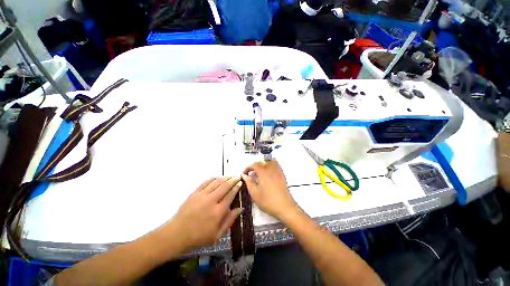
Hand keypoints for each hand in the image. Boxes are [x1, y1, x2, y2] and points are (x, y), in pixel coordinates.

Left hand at [164, 177, 242, 249]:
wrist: (177, 234)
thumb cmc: (199, 236)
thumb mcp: (217, 234)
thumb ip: (230, 220)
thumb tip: (241, 209)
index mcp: (218, 211)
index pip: (230, 195)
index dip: (236, 187)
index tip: (240, 183)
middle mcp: (212, 200)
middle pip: (225, 186)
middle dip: (233, 180)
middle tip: (237, 176)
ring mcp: (202, 195)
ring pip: (216, 182)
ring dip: (224, 178)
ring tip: (229, 176)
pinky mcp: (194, 193)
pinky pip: (205, 182)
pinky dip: (212, 179)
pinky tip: (216, 177)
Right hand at [242, 160, 299, 220]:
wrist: (285, 207)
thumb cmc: (269, 201)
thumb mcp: (255, 194)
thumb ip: (249, 183)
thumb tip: (245, 176)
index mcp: (263, 172)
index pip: (254, 164)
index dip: (248, 168)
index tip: (245, 174)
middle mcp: (271, 169)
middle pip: (262, 162)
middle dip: (255, 166)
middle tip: (252, 173)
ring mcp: (278, 171)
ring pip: (270, 161)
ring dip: (263, 164)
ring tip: (260, 173)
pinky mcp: (282, 175)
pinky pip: (276, 165)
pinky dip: (270, 166)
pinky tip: (268, 175)